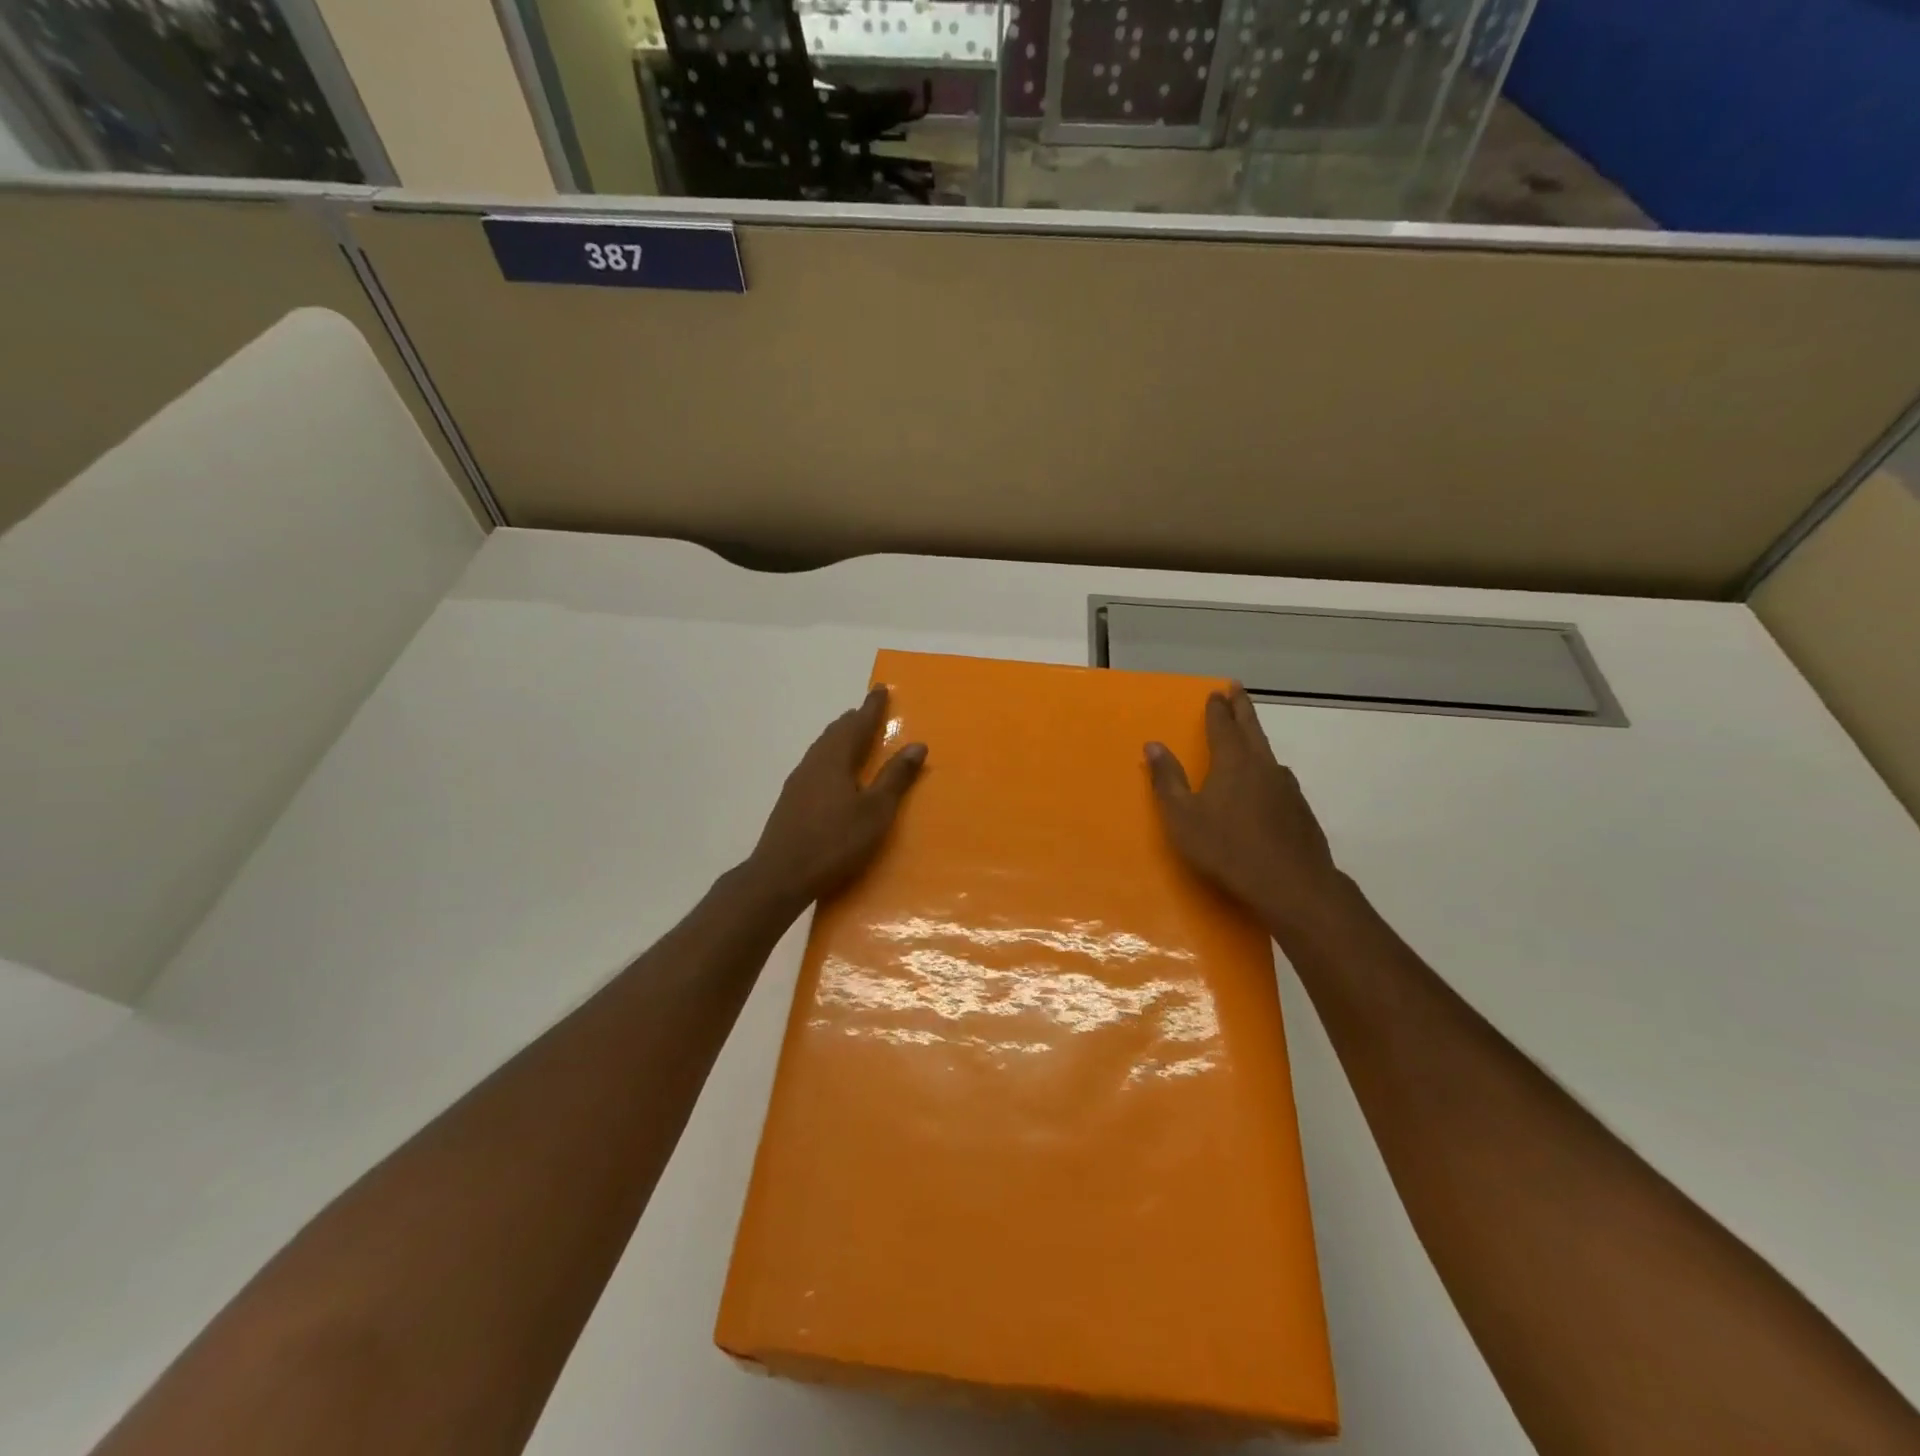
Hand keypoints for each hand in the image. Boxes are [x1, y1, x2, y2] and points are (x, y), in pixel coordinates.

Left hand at [746, 686, 926, 910]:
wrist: (780, 876)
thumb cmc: (834, 842)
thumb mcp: (875, 811)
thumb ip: (895, 777)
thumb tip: (917, 744)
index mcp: (835, 759)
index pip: (857, 724)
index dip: (872, 707)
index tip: (881, 689)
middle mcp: (814, 763)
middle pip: (836, 732)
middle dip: (854, 720)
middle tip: (869, 711)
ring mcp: (798, 782)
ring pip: (822, 748)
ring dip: (840, 738)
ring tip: (853, 737)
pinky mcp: (791, 801)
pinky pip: (815, 765)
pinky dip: (830, 757)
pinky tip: (832, 773)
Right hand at [1146, 686, 1345, 937]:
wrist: (1292, 884)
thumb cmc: (1227, 848)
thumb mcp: (1183, 817)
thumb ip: (1168, 780)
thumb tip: (1153, 745)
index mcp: (1233, 762)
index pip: (1223, 725)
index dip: (1217, 708)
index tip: (1216, 692)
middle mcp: (1263, 766)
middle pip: (1251, 728)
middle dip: (1242, 708)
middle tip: (1236, 689)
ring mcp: (1287, 787)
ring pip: (1268, 755)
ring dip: (1256, 741)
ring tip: (1249, 741)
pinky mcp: (1300, 810)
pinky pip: (1279, 781)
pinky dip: (1268, 774)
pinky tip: (1266, 789)